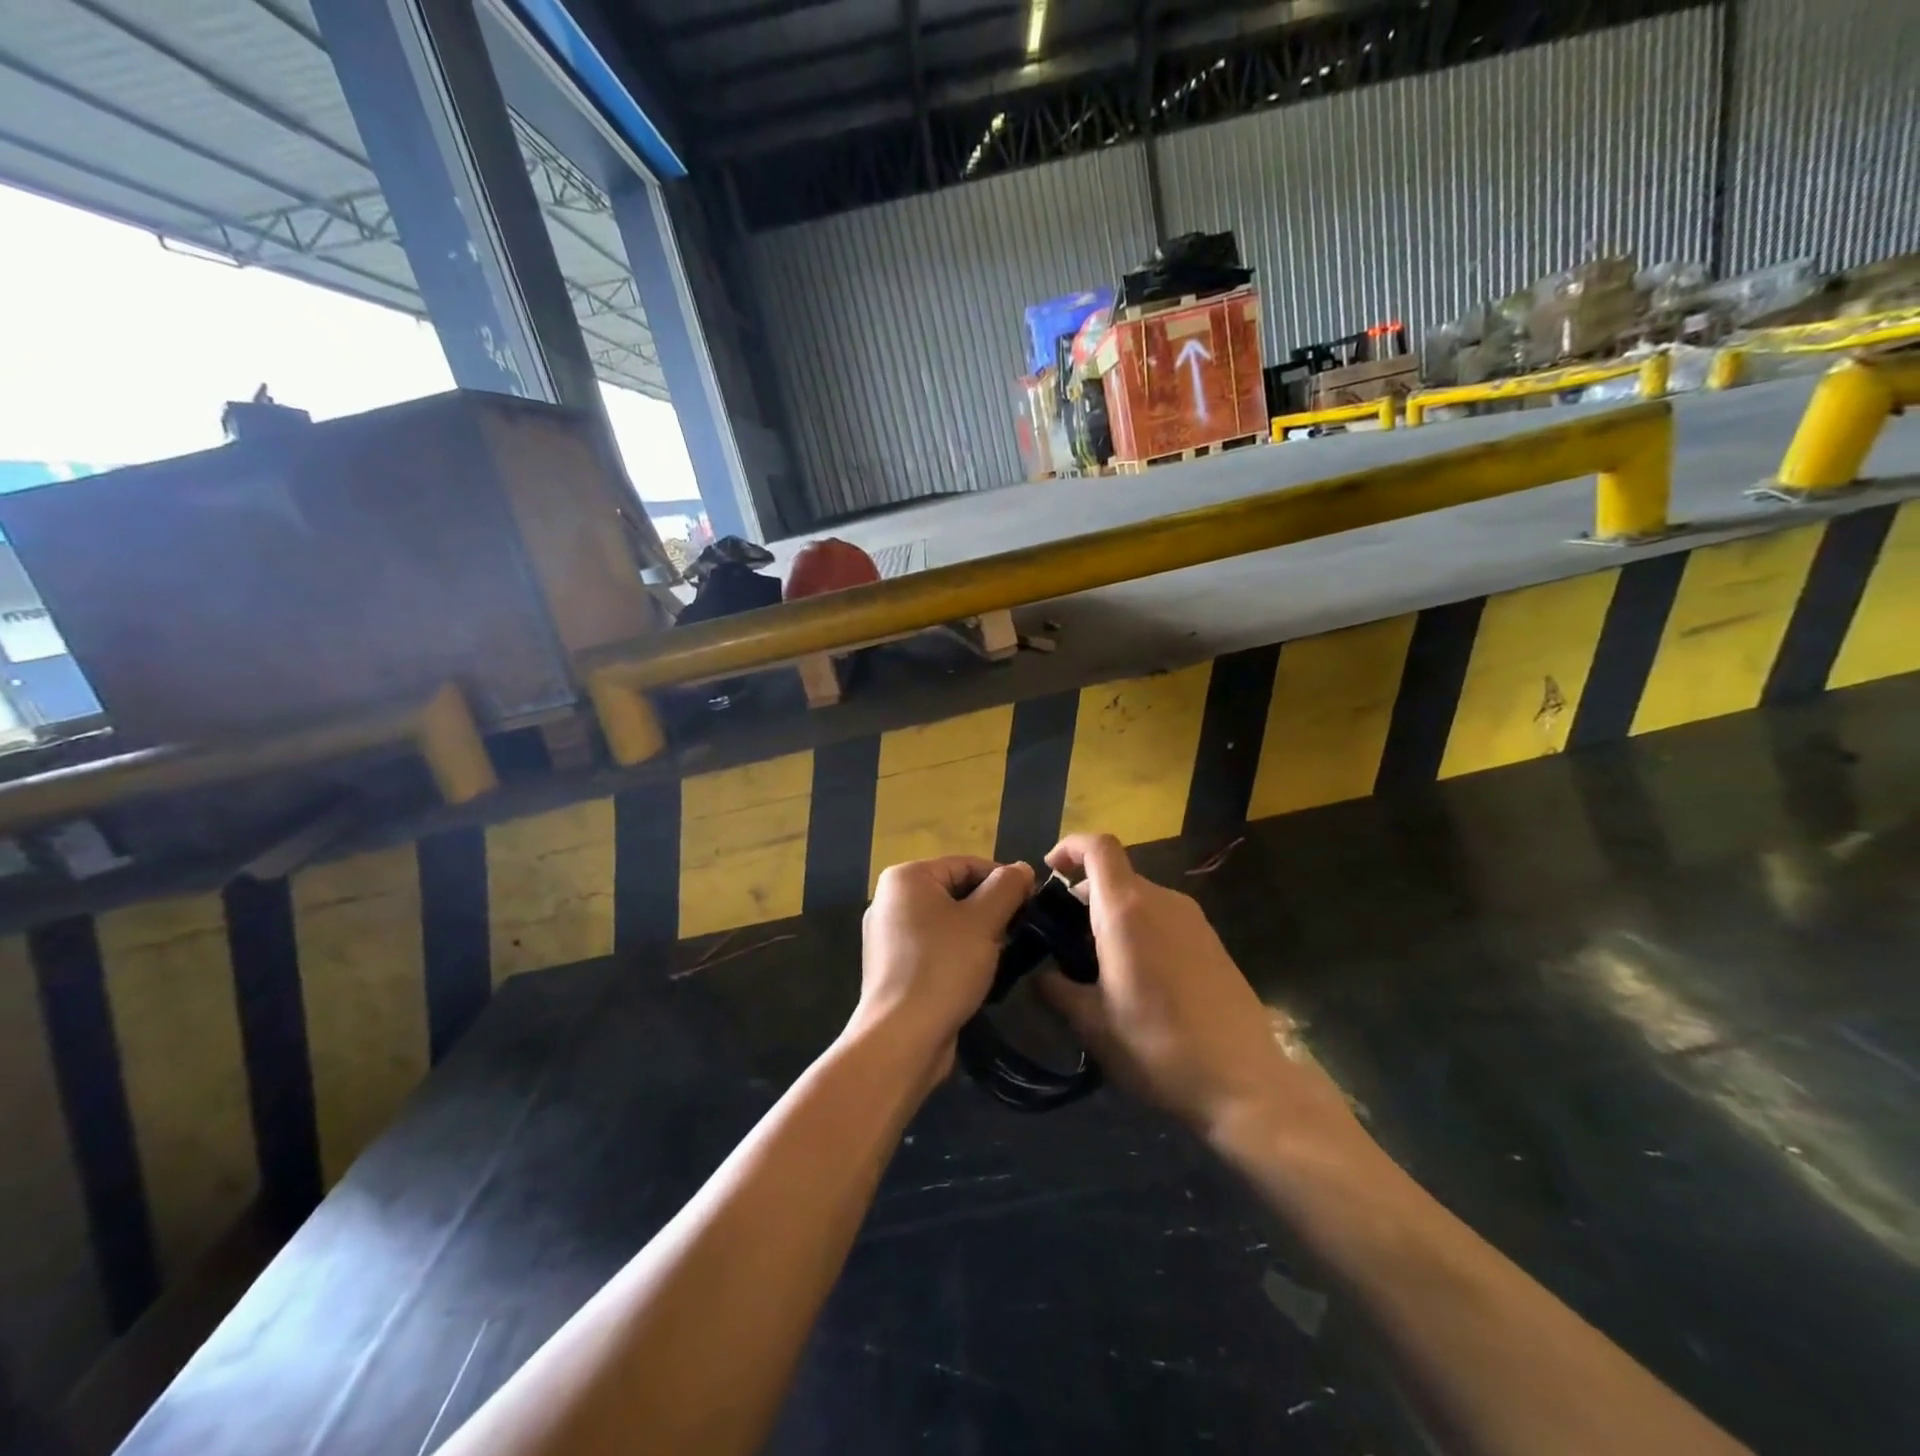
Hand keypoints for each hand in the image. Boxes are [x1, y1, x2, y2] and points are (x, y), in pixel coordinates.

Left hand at [854, 856, 1034, 1078]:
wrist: (902, 1038)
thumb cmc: (943, 968)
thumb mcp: (984, 921)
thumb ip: (1007, 887)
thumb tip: (1022, 869)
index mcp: (905, 878)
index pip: (966, 864)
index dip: (1003, 880)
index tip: (1032, 902)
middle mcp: (891, 899)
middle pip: (955, 891)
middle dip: (990, 909)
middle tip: (1018, 930)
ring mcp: (889, 935)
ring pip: (947, 920)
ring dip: (977, 933)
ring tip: (1002, 953)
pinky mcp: (894, 966)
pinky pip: (935, 946)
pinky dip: (958, 952)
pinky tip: (977, 972)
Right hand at [1039, 834, 1353, 1143]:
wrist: (1243, 1080)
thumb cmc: (1157, 1046)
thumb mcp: (1092, 1024)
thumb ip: (1056, 989)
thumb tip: (1040, 974)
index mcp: (1126, 910)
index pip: (1098, 847)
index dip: (1070, 847)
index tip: (1049, 870)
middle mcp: (1162, 901)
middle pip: (1116, 874)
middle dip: (1084, 895)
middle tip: (1064, 938)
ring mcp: (1193, 919)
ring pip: (1140, 897)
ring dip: (1112, 915)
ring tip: (1097, 963)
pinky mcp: (1212, 940)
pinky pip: (1164, 917)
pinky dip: (1140, 928)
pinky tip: (1137, 977)